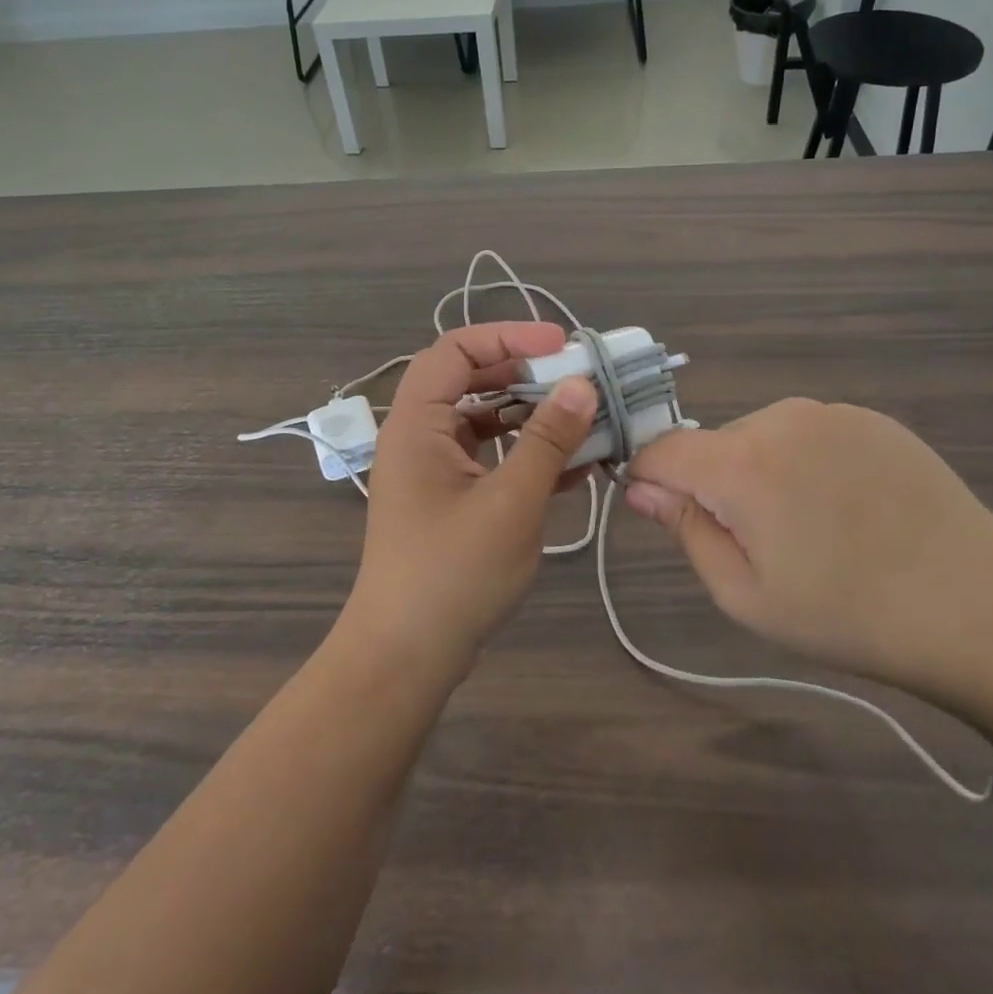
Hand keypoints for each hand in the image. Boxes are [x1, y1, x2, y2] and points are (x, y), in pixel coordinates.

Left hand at [342, 322, 596, 685]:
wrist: (406, 657)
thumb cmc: (452, 573)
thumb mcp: (510, 503)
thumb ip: (547, 441)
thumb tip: (582, 385)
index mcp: (417, 423)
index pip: (455, 350)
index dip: (507, 336)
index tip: (560, 345)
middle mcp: (420, 436)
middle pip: (473, 381)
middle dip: (527, 375)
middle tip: (579, 380)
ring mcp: (435, 470)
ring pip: (487, 422)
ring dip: (533, 417)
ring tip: (587, 420)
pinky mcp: (451, 499)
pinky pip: (492, 459)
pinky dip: (528, 455)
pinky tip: (576, 466)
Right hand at [624, 399, 992, 700]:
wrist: (979, 609)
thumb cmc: (848, 614)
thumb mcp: (745, 594)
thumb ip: (684, 530)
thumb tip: (639, 487)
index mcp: (741, 462)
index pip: (661, 449)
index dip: (649, 478)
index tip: (664, 514)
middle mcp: (780, 419)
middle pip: (713, 444)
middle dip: (714, 485)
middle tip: (760, 544)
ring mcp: (831, 414)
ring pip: (761, 437)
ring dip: (761, 473)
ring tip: (811, 529)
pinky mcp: (872, 419)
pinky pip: (809, 434)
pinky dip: (806, 463)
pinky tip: (849, 508)